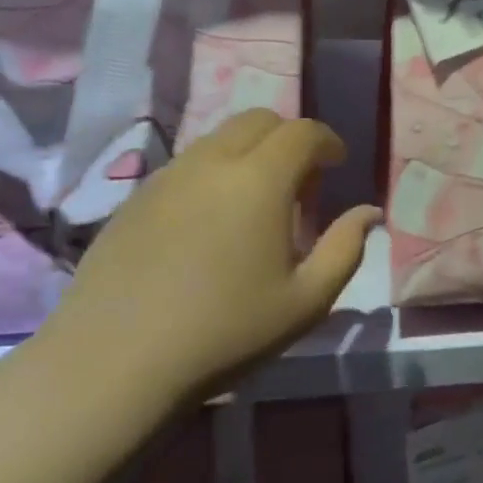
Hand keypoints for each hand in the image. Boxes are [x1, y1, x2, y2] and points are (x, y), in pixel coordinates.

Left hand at [46, 110, 379, 403]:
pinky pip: (186, 165)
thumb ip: (346, 248)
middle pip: (259, 120)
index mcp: (260, 179)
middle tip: (299, 185)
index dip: (327, 141)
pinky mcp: (134, 198)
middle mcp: (212, 162)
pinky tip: (209, 225)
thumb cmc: (226, 331)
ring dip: (249, 154)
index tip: (337, 166)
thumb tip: (368, 213)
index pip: (302, 131)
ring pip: (219, 139)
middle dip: (289, 139)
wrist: (115, 362)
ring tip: (254, 206)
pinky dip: (213, 174)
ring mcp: (167, 176)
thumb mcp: (307, 300)